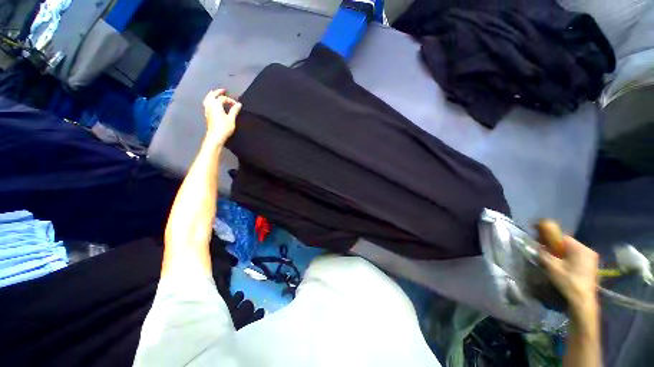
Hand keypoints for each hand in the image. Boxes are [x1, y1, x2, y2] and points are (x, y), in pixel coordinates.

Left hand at [203, 89, 241, 144]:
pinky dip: (209, 100)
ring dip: (212, 95)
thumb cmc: (224, 127)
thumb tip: (238, 104)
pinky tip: (212, 103)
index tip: (236, 104)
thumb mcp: (231, 119)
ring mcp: (207, 110)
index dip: (230, 100)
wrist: (215, 136)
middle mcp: (210, 105)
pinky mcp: (207, 114)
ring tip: (215, 94)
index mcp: (216, 105)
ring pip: (208, 99)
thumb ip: (234, 110)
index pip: (223, 98)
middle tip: (223, 90)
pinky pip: (206, 103)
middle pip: (212, 95)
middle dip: (218, 92)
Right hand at [537, 221, 598, 318]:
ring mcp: (591, 259)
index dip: (549, 236)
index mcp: (580, 248)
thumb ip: (544, 253)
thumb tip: (537, 245)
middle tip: (544, 250)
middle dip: (554, 245)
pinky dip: (567, 258)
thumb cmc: (568, 281)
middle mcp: (588, 250)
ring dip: (560, 252)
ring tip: (551, 259)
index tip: (539, 238)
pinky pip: (576, 257)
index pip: (561, 236)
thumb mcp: (552, 266)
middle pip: (567, 243)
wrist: (583, 301)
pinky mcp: (591, 267)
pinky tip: (561, 265)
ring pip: (571, 251)